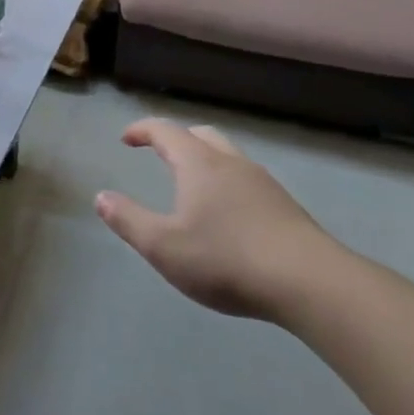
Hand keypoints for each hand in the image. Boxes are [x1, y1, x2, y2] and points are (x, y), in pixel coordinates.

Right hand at [95, 119, 343, 320]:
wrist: (312, 284)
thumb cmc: (226, 259)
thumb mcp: (163, 246)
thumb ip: (128, 220)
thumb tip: (101, 198)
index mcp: (199, 165)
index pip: (166, 131)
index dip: (142, 130)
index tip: (126, 139)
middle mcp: (232, 164)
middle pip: (201, 136)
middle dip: (176, 139)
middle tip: (158, 153)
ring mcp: (264, 185)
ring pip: (229, 157)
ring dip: (204, 161)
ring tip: (191, 186)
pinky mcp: (286, 208)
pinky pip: (247, 181)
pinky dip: (226, 183)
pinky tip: (226, 215)